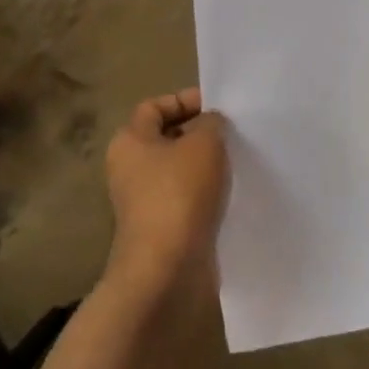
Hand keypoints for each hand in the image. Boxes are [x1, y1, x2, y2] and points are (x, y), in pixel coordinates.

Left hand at [104, 88, 228, 305]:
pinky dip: (206, 193)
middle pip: (167, 138)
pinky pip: (186, 198)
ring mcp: (144, 201)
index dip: (186, 100)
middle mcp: (129, 168)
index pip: (155, 106)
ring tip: (238, 161)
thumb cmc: (180, 194)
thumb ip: (211, 123)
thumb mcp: (204, 144)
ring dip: (207, 165)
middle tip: (234, 133)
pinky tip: (232, 194)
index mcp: (130, 141)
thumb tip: (209, 124)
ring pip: (179, 170)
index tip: (221, 108)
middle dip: (200, 133)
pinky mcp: (161, 227)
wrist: (167, 268)